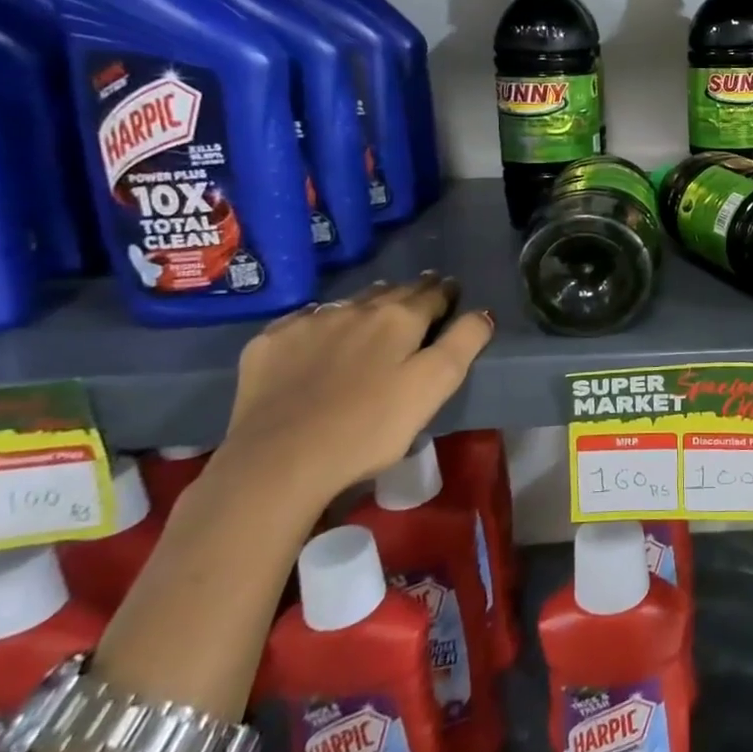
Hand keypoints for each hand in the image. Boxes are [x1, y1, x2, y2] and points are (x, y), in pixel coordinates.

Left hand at [216, 272, 493, 510]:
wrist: (277, 460)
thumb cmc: (369, 427)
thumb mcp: (434, 388)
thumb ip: (463, 344)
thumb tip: (482, 313)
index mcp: (399, 318)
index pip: (432, 294)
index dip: (446, 292)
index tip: (452, 290)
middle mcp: (355, 308)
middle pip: (391, 291)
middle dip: (410, 291)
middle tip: (420, 294)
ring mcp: (308, 323)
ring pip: (348, 302)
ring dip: (367, 303)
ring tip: (375, 310)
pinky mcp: (269, 343)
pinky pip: (304, 320)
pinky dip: (321, 321)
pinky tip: (319, 335)